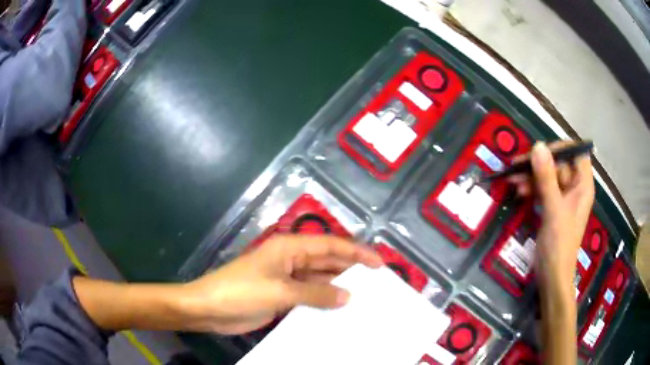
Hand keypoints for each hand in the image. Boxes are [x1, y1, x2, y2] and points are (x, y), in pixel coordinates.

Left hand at [179, 234, 382, 333]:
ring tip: (365, 299)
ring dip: (339, 288)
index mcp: (289, 248)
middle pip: (327, 262)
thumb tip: (349, 295)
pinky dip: (324, 301)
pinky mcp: (282, 296)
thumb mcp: (280, 292)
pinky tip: (339, 311)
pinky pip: (309, 296)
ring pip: (319, 280)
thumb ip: (316, 293)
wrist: (209, 309)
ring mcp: (286, 279)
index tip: (379, 264)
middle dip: (351, 270)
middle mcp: (291, 260)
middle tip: (377, 284)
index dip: (356, 253)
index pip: (330, 246)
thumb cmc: (241, 292)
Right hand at [508, 141, 594, 295]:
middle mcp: (575, 187)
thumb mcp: (554, 209)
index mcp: (583, 185)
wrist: (552, 276)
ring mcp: (563, 198)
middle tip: (517, 165)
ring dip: (531, 176)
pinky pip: (542, 189)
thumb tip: (537, 145)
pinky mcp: (553, 207)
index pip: (576, 153)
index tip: (540, 151)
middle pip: (558, 164)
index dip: (560, 148)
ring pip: (547, 176)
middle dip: (538, 164)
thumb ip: (546, 177)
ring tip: (513, 180)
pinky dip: (531, 188)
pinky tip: (518, 191)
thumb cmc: (559, 244)